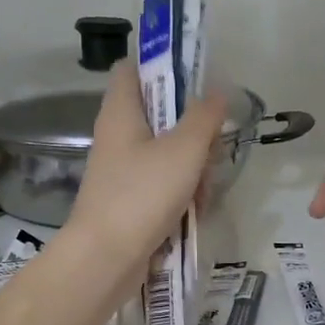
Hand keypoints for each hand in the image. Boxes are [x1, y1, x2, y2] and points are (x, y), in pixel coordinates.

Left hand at [70, 60, 227, 279]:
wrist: (106, 259)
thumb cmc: (142, 195)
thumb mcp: (184, 150)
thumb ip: (204, 117)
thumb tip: (217, 92)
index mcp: (121, 111)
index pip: (133, 68)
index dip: (162, 65)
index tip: (196, 78)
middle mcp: (118, 136)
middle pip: (161, 115)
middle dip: (193, 131)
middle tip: (210, 147)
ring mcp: (122, 171)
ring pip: (168, 153)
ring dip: (193, 169)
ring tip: (203, 190)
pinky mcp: (129, 200)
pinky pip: (163, 185)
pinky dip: (181, 194)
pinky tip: (194, 212)